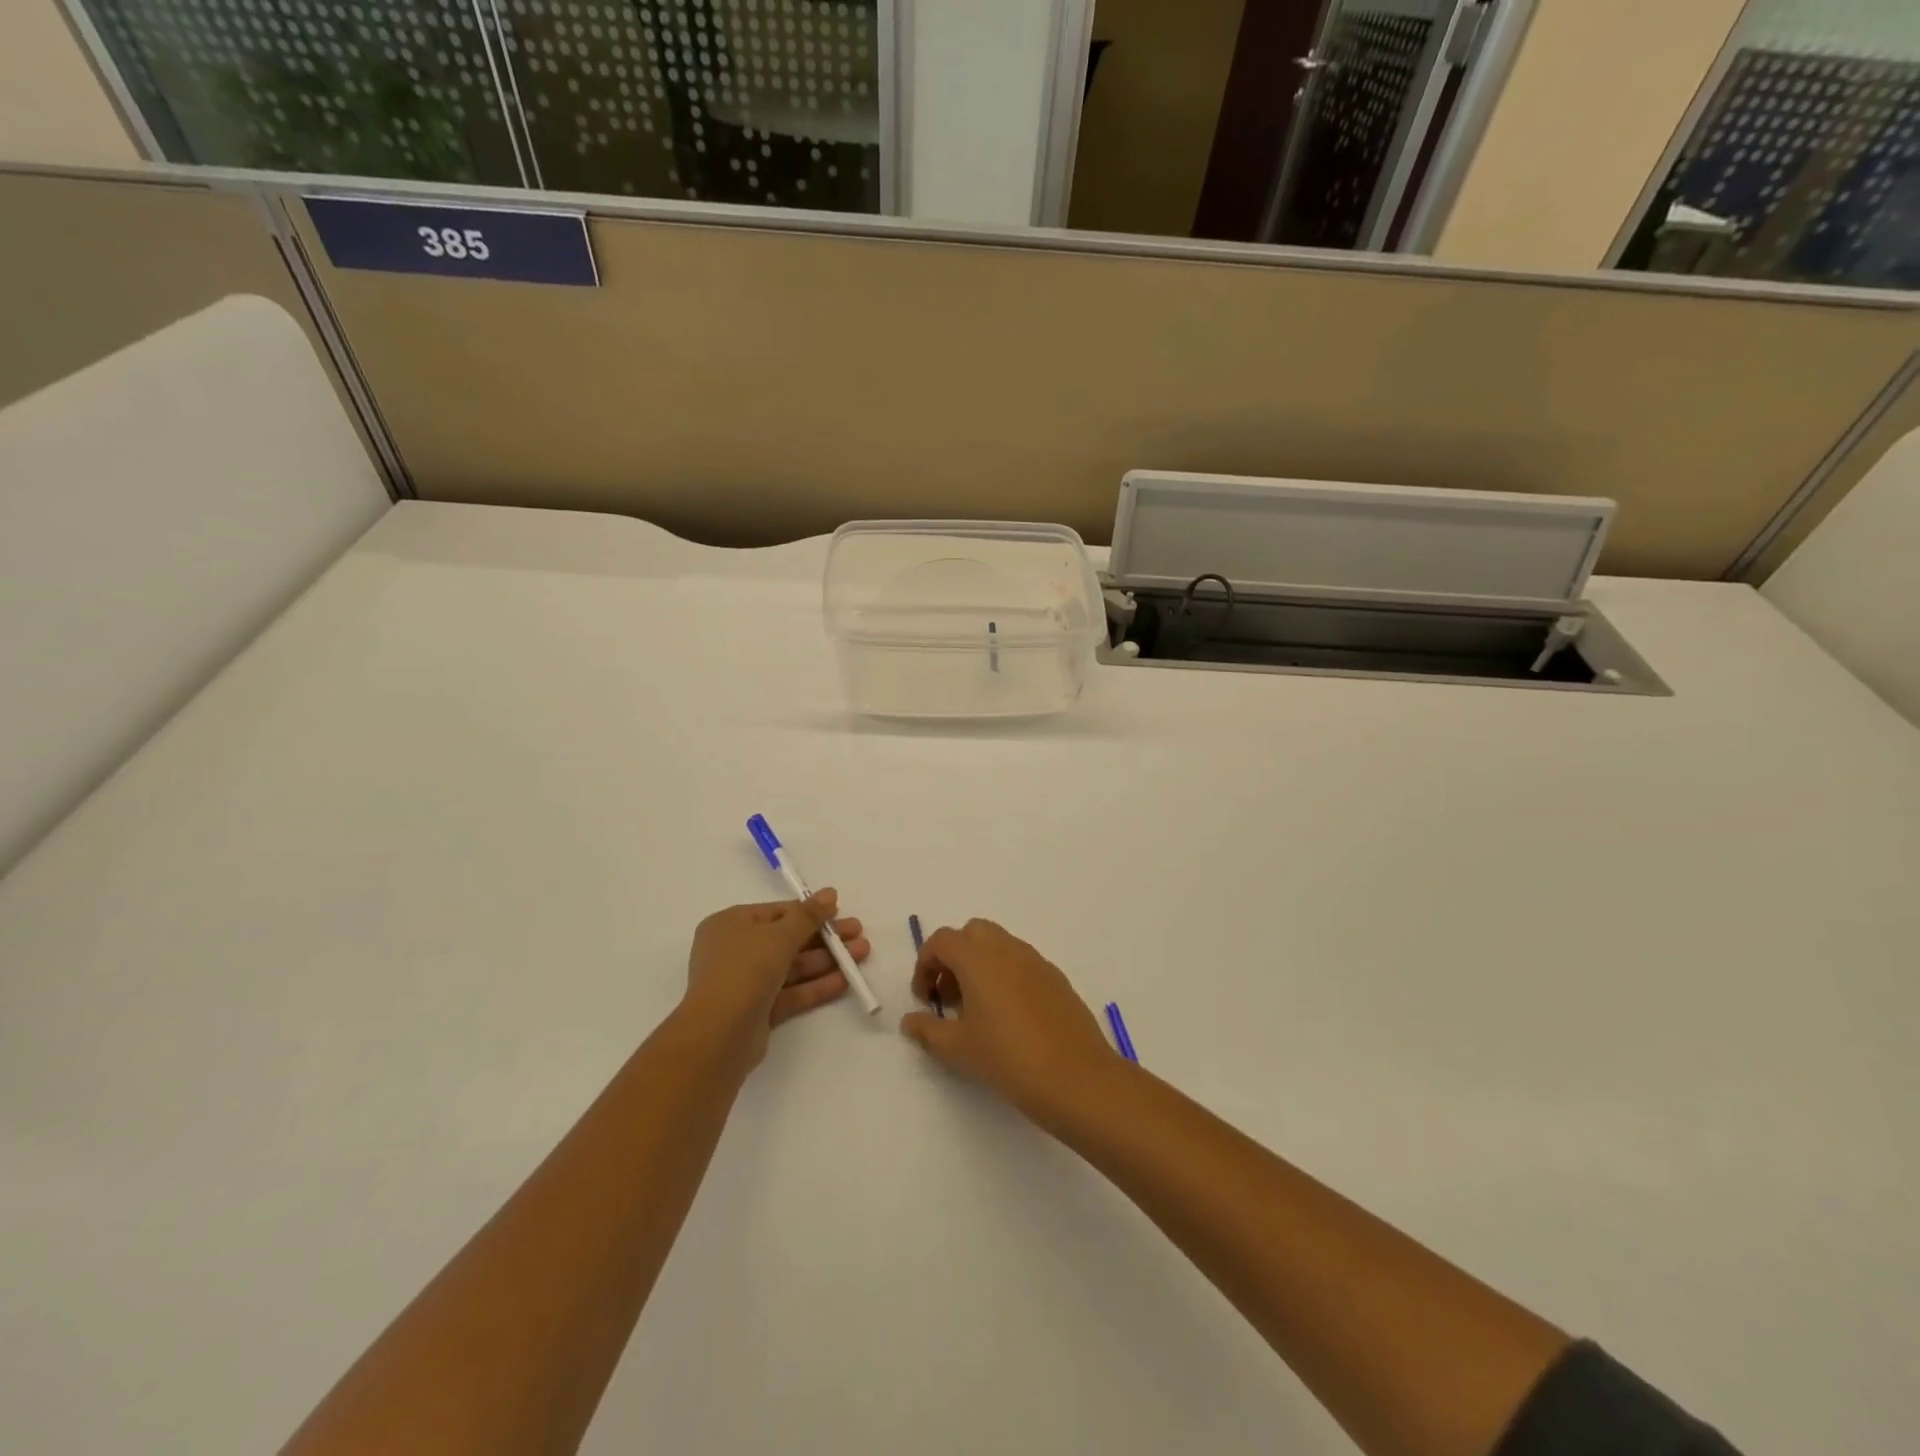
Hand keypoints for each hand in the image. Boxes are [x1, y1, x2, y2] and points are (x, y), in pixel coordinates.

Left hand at [683, 893, 871, 1065]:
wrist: (719, 1034)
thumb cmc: (745, 969)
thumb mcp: (780, 935)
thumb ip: (808, 915)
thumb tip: (829, 893)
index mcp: (730, 925)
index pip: (776, 913)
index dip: (809, 912)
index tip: (839, 912)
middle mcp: (735, 951)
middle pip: (787, 939)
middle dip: (825, 937)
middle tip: (858, 933)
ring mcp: (746, 983)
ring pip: (792, 967)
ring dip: (826, 960)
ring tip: (862, 953)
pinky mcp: (757, 1011)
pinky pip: (791, 992)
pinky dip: (816, 986)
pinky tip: (845, 981)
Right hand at [899, 919, 1117, 1116]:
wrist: (1075, 1076)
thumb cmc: (1007, 1058)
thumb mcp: (957, 1049)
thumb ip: (927, 1030)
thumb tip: (910, 1021)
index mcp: (978, 957)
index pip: (942, 941)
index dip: (925, 965)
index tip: (925, 1000)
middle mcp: (1007, 948)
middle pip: (972, 933)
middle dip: (954, 958)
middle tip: (949, 997)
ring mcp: (1036, 960)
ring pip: (999, 945)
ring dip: (980, 966)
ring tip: (977, 1011)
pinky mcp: (1056, 978)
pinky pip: (1021, 963)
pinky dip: (1005, 976)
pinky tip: (1009, 1018)